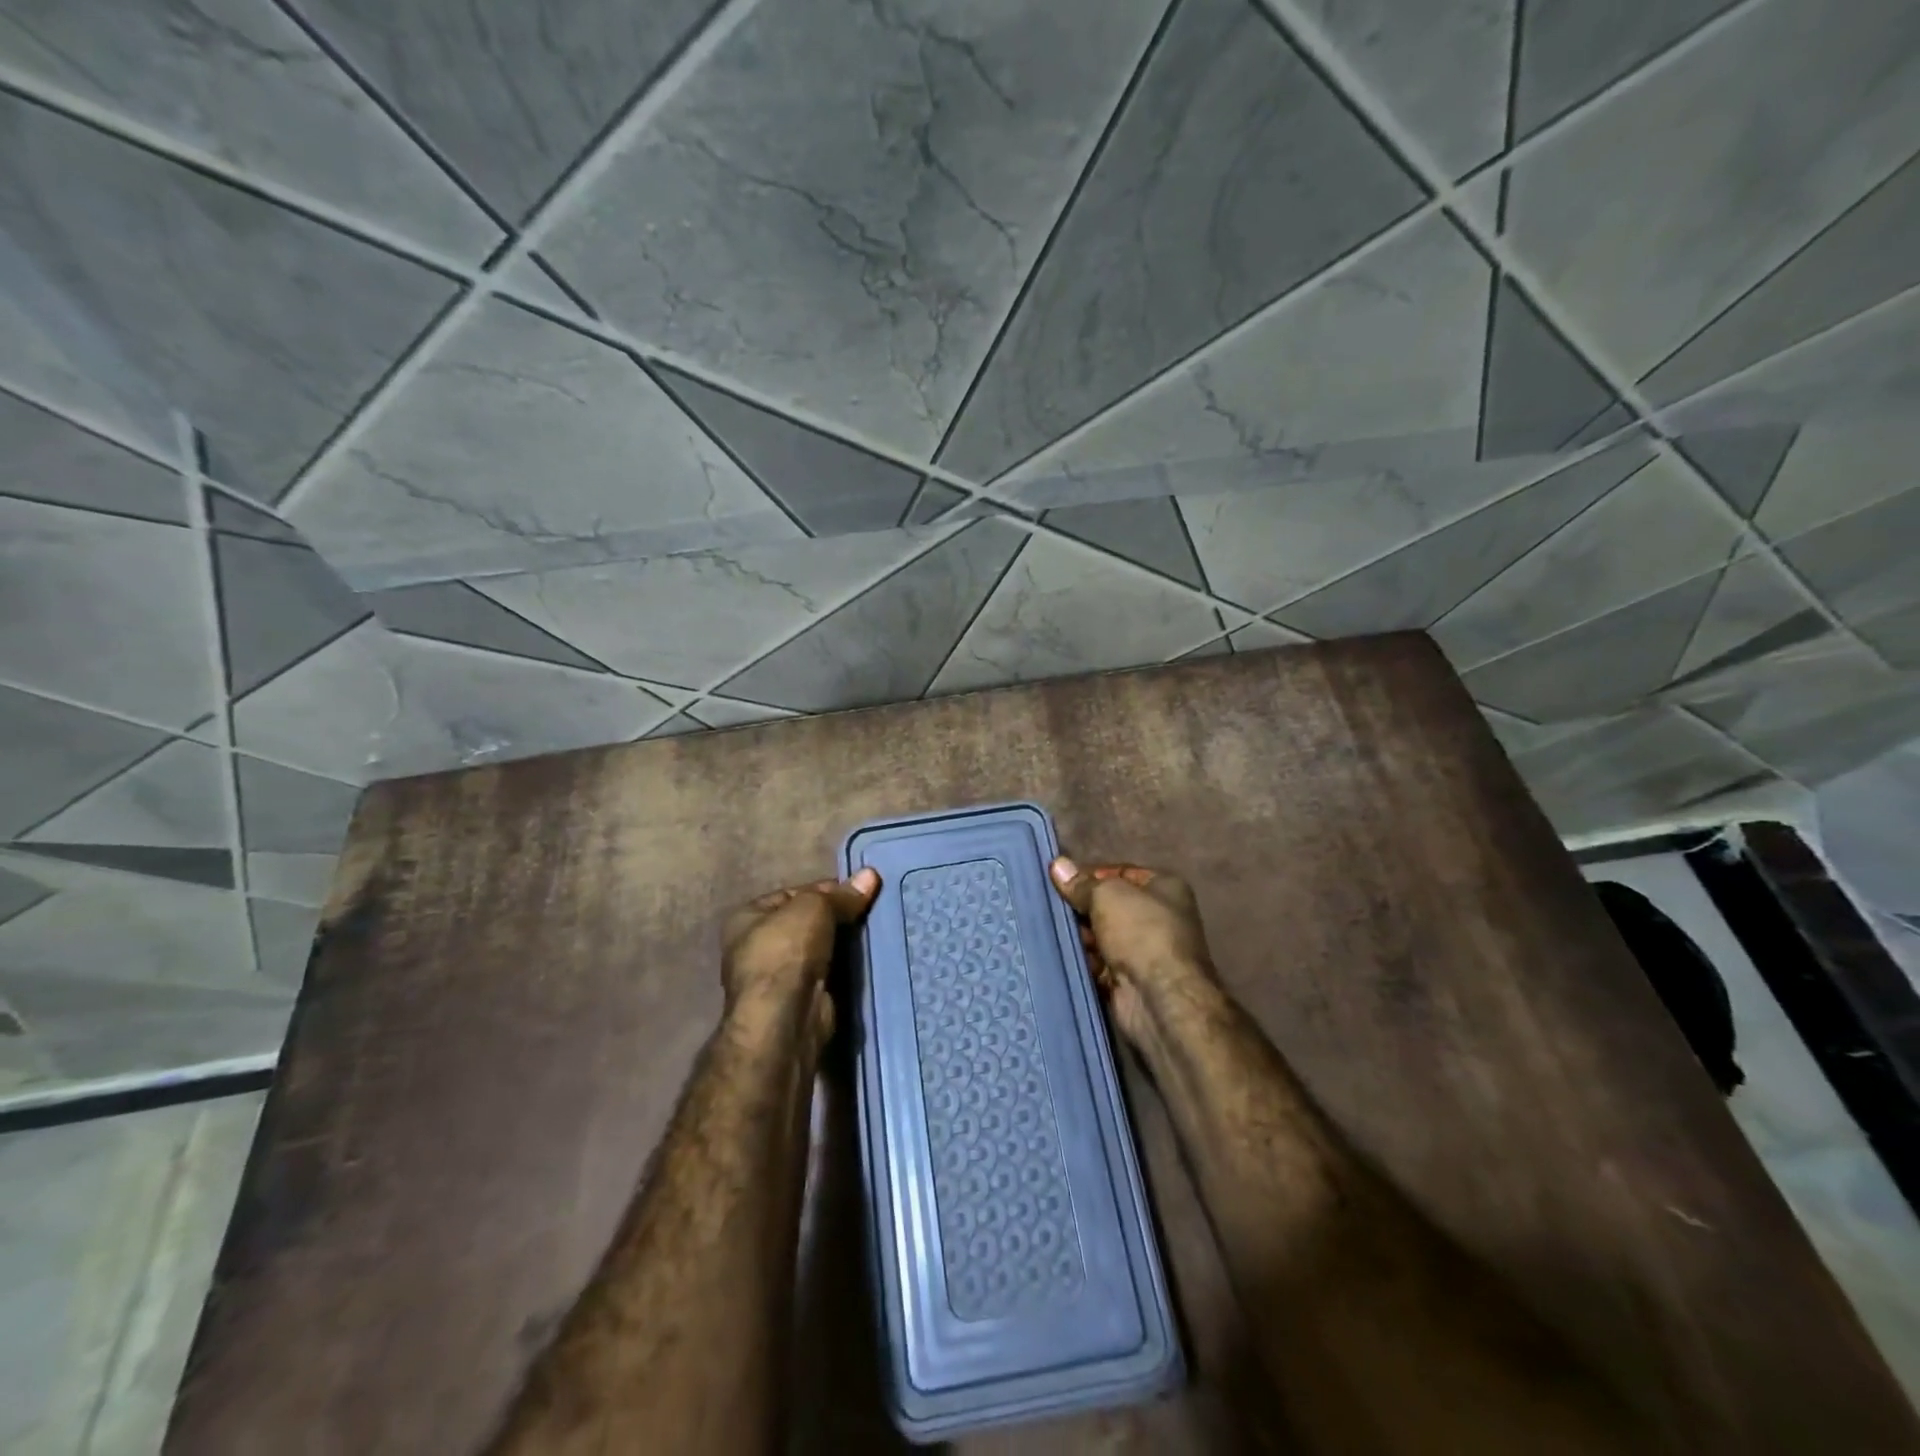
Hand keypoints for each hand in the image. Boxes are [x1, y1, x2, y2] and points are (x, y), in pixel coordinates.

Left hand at [721, 868, 880, 1047]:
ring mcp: (778, 977)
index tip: (859, 891)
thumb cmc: (787, 951)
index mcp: (747, 917)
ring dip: (844, 943)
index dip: (827, 890)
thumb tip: (871, 875)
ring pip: (820, 948)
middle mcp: (757, 946)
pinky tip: (869, 957)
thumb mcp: (814, 908)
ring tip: (876, 930)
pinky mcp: (800, 1000)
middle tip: (872, 910)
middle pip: (807, 921)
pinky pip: (829, 973)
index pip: (793, 894)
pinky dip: (846, 967)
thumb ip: (842, 895)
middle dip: (838, 917)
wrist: (785, 1018)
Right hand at [1049, 857, 1217, 1052]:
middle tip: (1049, 904)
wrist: (1159, 998)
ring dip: (1078, 934)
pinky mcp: (1128, 979)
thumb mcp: (1108, 895)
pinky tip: (1057, 953)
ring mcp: (1143, 951)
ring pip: (1100, 935)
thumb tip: (1057, 864)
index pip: (1121, 872)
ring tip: (1048, 927)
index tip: (1060, 878)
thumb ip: (1082, 883)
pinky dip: (1081, 959)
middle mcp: (1158, 917)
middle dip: (1081, 906)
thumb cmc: (1141, 932)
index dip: (1091, 874)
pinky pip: (1097, 962)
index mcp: (1165, 888)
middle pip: (1109, 905)